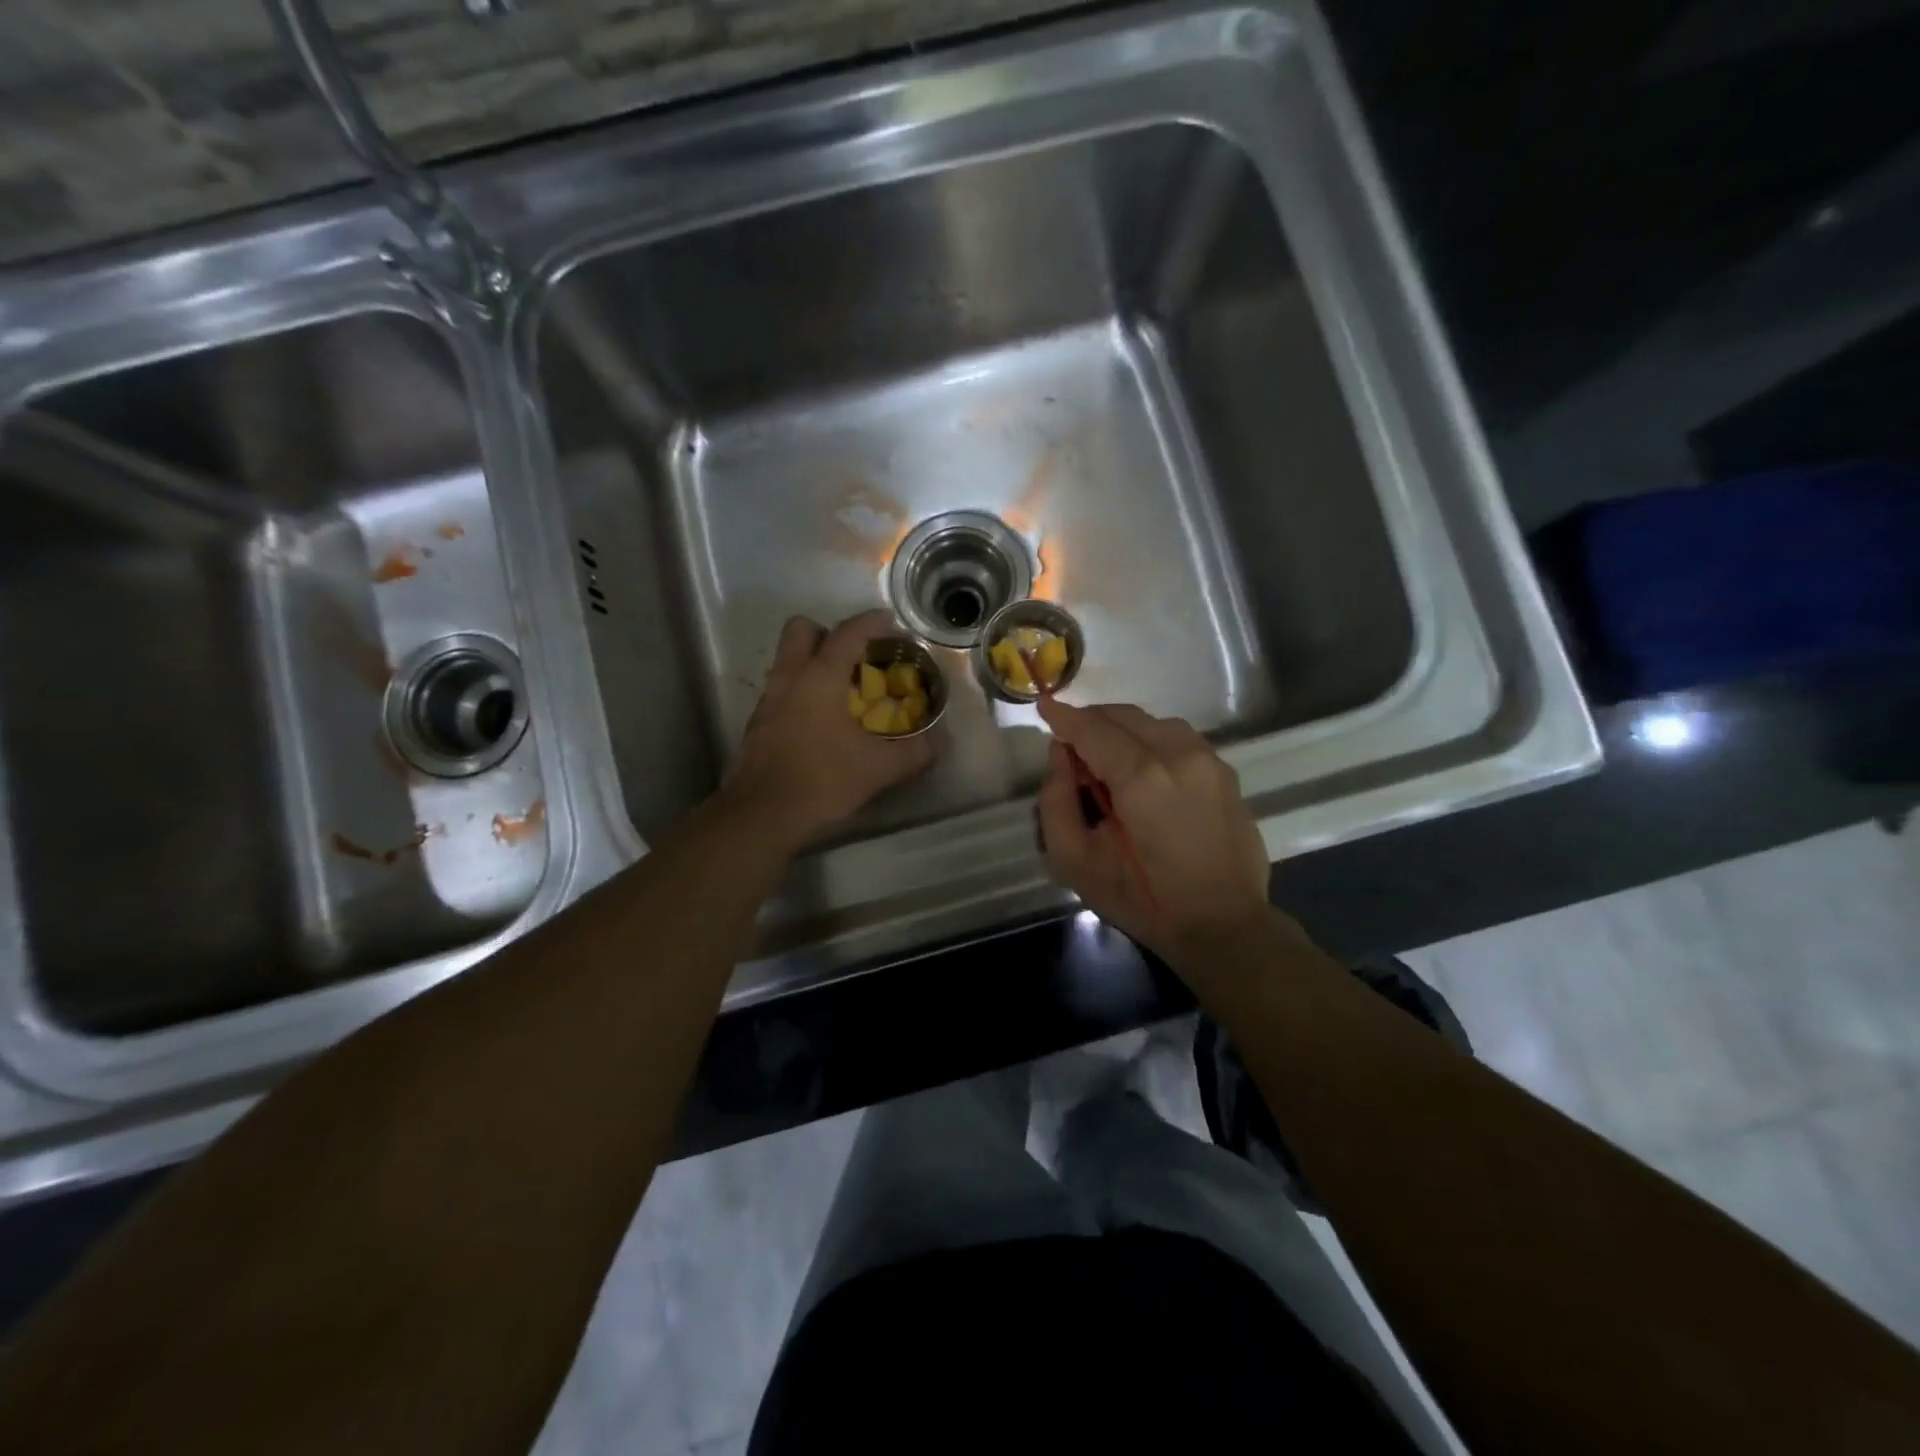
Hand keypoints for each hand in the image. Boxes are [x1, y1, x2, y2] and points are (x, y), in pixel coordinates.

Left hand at [723, 610, 935, 849]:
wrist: (761, 816)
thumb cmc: (822, 781)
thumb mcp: (879, 769)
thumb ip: (914, 752)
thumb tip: (937, 742)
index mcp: (820, 678)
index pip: (847, 633)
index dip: (871, 622)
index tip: (890, 621)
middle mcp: (789, 679)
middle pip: (801, 630)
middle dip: (828, 633)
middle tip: (854, 656)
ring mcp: (768, 701)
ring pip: (787, 661)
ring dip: (813, 664)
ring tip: (842, 692)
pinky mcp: (757, 725)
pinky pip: (781, 691)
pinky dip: (801, 694)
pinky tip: (820, 724)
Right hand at [1036, 699, 1272, 967]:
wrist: (1223, 926)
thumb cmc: (1144, 900)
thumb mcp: (1076, 863)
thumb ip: (1056, 802)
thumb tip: (1060, 756)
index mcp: (1141, 777)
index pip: (1092, 730)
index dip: (1062, 715)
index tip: (1043, 704)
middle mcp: (1178, 755)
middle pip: (1124, 716)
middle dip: (1091, 720)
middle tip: (1070, 743)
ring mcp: (1208, 761)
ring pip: (1154, 722)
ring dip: (1123, 729)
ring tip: (1105, 757)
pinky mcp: (1226, 772)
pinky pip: (1179, 739)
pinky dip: (1152, 740)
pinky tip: (1143, 769)